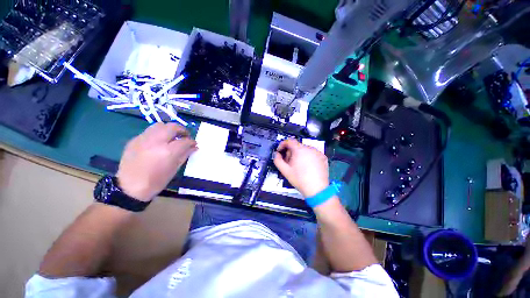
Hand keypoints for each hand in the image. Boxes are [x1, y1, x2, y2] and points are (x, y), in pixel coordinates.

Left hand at [116, 123, 196, 201]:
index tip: (194, 144)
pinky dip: (157, 134)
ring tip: (171, 136)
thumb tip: (194, 147)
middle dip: (182, 130)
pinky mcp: (134, 140)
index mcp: (168, 152)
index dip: (192, 141)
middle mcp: (156, 141)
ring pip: (159, 125)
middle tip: (185, 136)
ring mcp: (143, 139)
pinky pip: (149, 131)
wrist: (129, 187)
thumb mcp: (174, 169)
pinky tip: (158, 142)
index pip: (185, 141)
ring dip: (169, 129)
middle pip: (172, 127)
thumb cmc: (156, 181)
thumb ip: (185, 155)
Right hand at [273, 139, 328, 197]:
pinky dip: (308, 157)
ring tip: (299, 166)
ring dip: (300, 155)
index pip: (289, 141)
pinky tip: (308, 167)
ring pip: (305, 150)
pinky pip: (313, 154)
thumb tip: (276, 154)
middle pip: (297, 146)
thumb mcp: (285, 171)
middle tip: (289, 162)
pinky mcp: (323, 157)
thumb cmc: (299, 179)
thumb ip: (277, 160)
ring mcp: (318, 152)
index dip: (283, 144)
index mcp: (299, 150)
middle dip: (291, 152)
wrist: (317, 190)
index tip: (280, 151)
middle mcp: (310, 148)